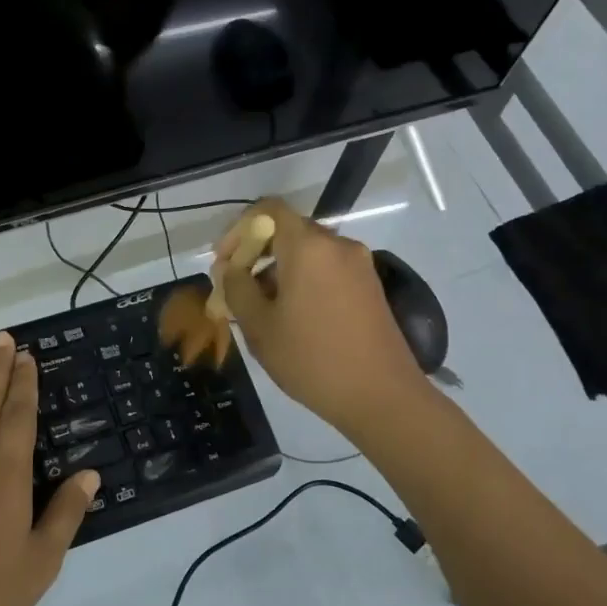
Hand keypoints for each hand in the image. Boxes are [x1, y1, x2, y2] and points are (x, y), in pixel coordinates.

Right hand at [216, 199, 429, 435]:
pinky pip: (327, 269)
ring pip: (308, 253)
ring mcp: (359, 264)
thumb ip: (236, 288)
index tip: (224, 261)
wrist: (382, 396)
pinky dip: (304, 281)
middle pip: (288, 231)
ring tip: (262, 311)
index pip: (268, 210)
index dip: (239, 229)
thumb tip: (230, 269)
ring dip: (279, 270)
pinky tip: (293, 318)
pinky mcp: (370, 286)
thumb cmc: (312, 359)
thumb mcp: (259, 327)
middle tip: (236, 289)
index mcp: (308, 246)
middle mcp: (337, 245)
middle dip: (256, 254)